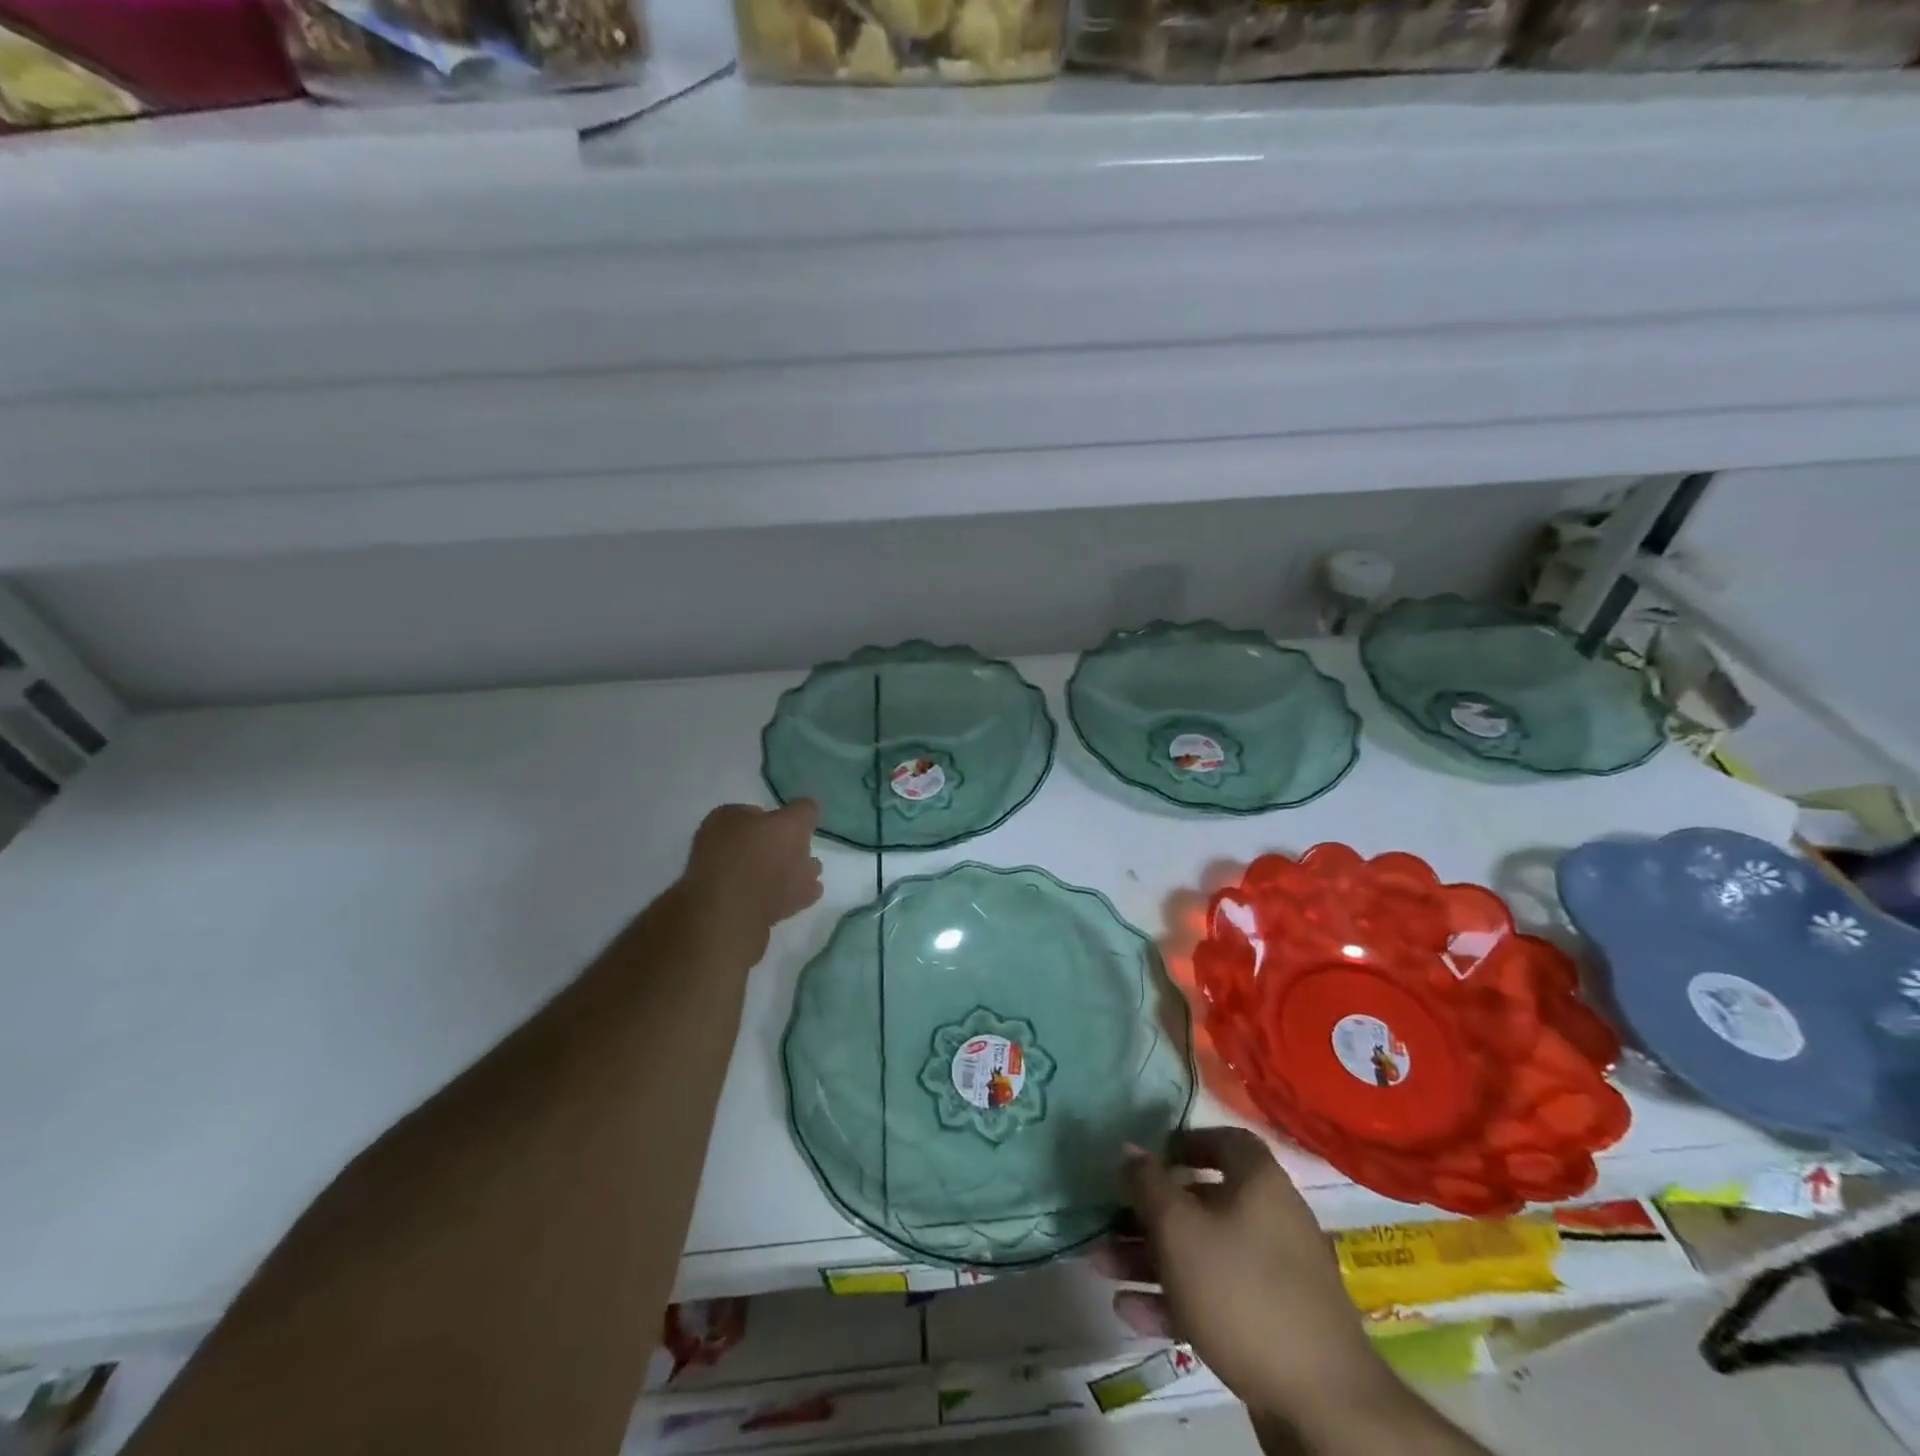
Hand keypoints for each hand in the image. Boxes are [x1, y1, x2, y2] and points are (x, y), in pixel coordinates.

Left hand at [680, 801, 824, 959]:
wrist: (732, 917)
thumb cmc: (761, 859)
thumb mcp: (792, 822)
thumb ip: (803, 811)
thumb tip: (807, 810)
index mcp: (726, 820)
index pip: (759, 812)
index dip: (783, 819)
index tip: (802, 831)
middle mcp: (719, 847)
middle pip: (762, 844)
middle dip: (787, 850)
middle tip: (810, 857)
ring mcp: (724, 881)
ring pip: (765, 873)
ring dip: (789, 874)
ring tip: (814, 877)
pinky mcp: (733, 912)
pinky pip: (766, 898)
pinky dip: (785, 897)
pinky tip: (806, 897)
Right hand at [1094, 1128, 1388, 1424]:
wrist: (1322, 1405)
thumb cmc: (1242, 1291)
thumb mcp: (1180, 1228)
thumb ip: (1148, 1184)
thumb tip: (1129, 1148)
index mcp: (1259, 1182)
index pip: (1224, 1141)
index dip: (1186, 1142)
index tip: (1150, 1157)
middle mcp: (1270, 1219)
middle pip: (1201, 1202)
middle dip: (1148, 1213)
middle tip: (1107, 1220)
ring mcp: (1273, 1276)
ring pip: (1201, 1253)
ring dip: (1149, 1258)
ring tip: (1100, 1266)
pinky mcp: (1269, 1326)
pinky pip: (1213, 1297)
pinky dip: (1173, 1299)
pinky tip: (1129, 1312)